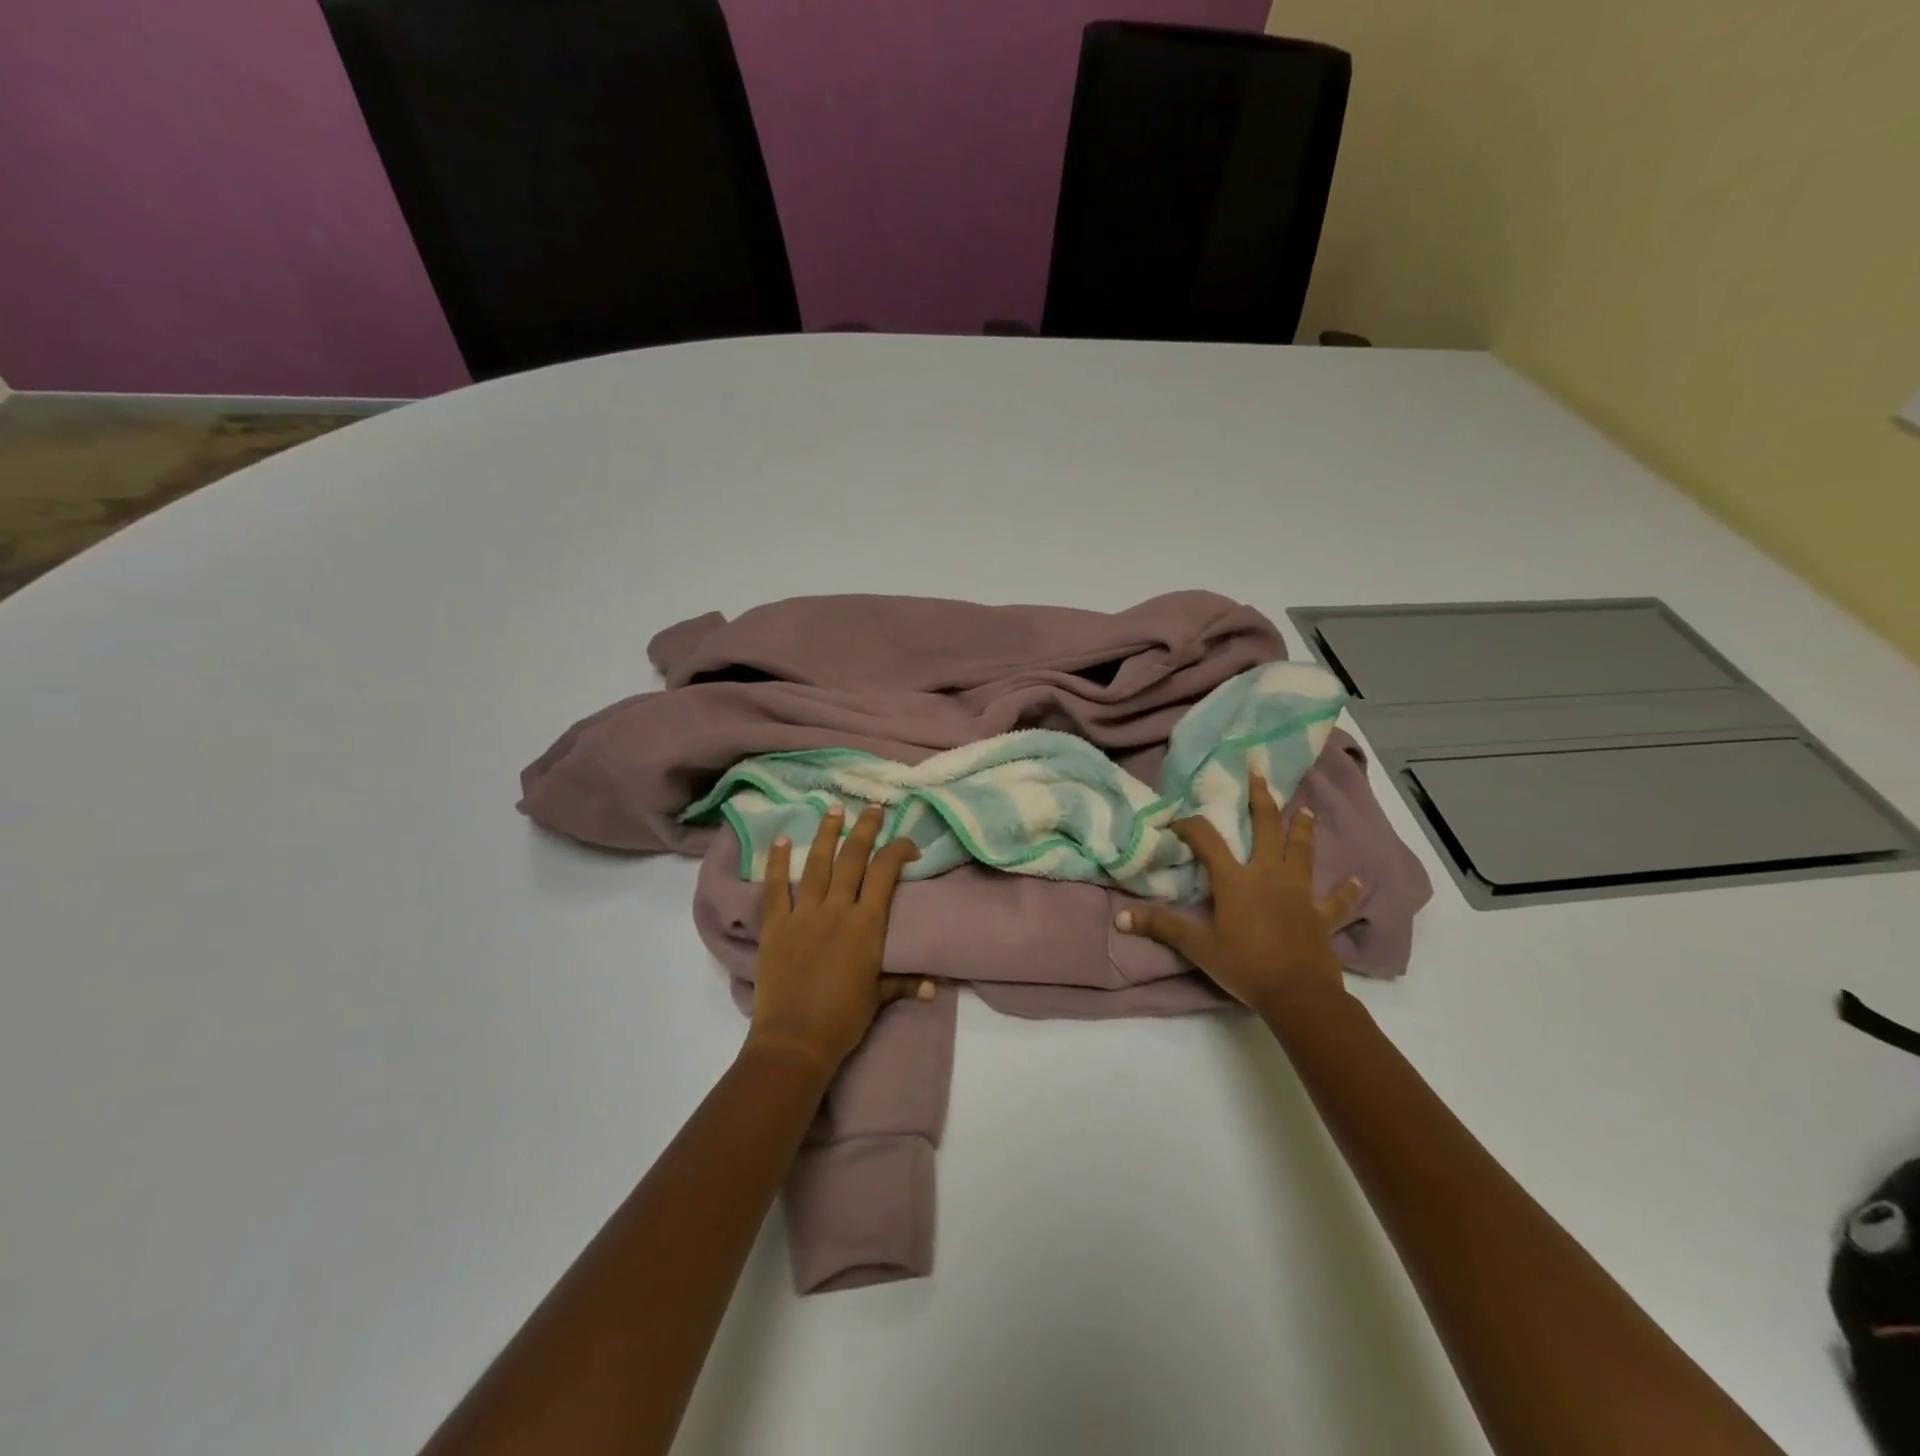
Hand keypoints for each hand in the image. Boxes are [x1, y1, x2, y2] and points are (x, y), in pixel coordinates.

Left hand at [745, 805, 932, 1076]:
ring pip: (816, 863)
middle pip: (853, 858)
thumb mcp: (878, 998)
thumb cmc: (843, 1019)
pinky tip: (780, 839)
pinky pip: (775, 887)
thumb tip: (933, 987)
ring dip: (826, 833)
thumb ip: (904, 983)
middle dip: (865, 829)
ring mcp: (803, 914)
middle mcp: (837, 909)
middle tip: (873, 808)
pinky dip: (776, 862)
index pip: (886, 873)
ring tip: (833, 809)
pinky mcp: (775, 925)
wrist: (795, 1039)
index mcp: (867, 924)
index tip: (907, 843)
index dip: (899, 851)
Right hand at [1115, 771, 1361, 1020]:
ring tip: (1305, 809)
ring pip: (1302, 852)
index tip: (1175, 820)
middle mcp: (1269, 875)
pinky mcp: (1322, 916)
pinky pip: (1336, 900)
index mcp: (1236, 879)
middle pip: (1266, 828)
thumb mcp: (1198, 947)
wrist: (1298, 995)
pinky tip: (1357, 880)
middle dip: (1261, 799)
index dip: (1189, 826)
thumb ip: (1161, 927)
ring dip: (1303, 829)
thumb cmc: (1245, 966)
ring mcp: (1299, 893)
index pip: (1207, 840)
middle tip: (1259, 772)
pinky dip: (1345, 890)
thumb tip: (1120, 918)